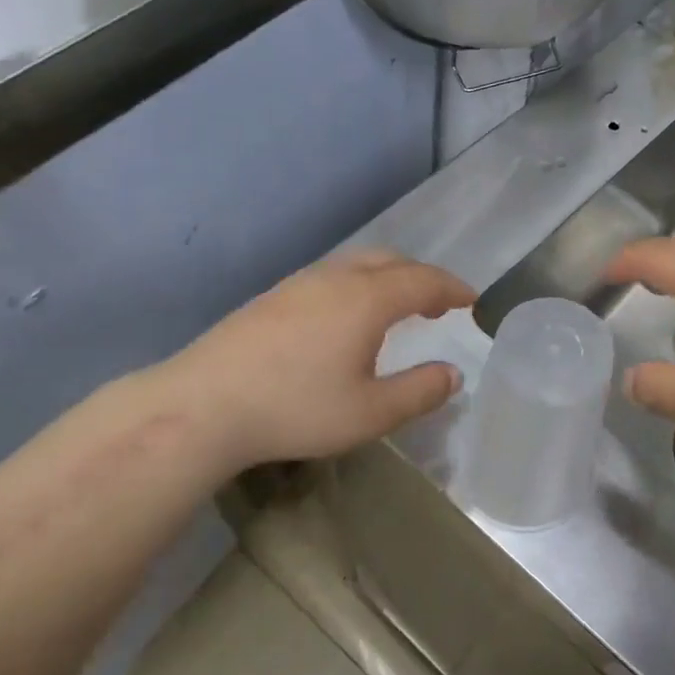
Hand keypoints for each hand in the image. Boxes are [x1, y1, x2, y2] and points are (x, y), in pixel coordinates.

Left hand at [150, 250, 474, 477]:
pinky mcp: (274, 296)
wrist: (202, 405)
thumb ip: (419, 392)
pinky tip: (347, 318)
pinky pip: (333, 275)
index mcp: (368, 299)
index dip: (453, 289)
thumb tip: (453, 374)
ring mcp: (301, 283)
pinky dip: (359, 285)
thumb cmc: (295, 409)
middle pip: (392, 261)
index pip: (424, 281)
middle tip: (438, 305)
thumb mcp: (370, 413)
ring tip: (397, 309)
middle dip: (423, 278)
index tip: (472, 301)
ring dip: (389, 278)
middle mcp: (337, 278)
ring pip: (358, 264)